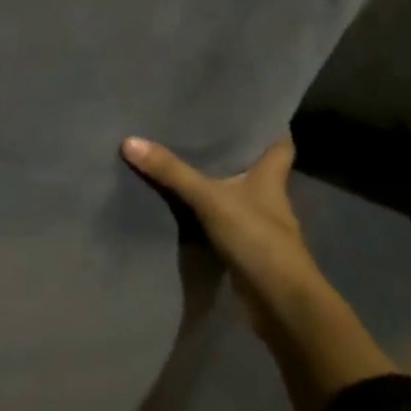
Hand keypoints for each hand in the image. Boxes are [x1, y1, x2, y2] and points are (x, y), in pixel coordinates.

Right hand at [123, 132, 396, 410]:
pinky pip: (221, 218)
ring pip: (236, 192)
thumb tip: (130, 141)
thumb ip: (172, 172)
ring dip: (216, 180)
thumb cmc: (257, 238)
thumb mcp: (210, 199)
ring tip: (181, 156)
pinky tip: (181, 202)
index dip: (268, 125)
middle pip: (254, 165)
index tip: (247, 108)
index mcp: (271, 176)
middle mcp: (268, 196)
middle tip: (199, 126)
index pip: (280, 142)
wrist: (280, 303)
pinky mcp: (244, 246)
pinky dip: (206, 210)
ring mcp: (258, 224)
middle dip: (232, 149)